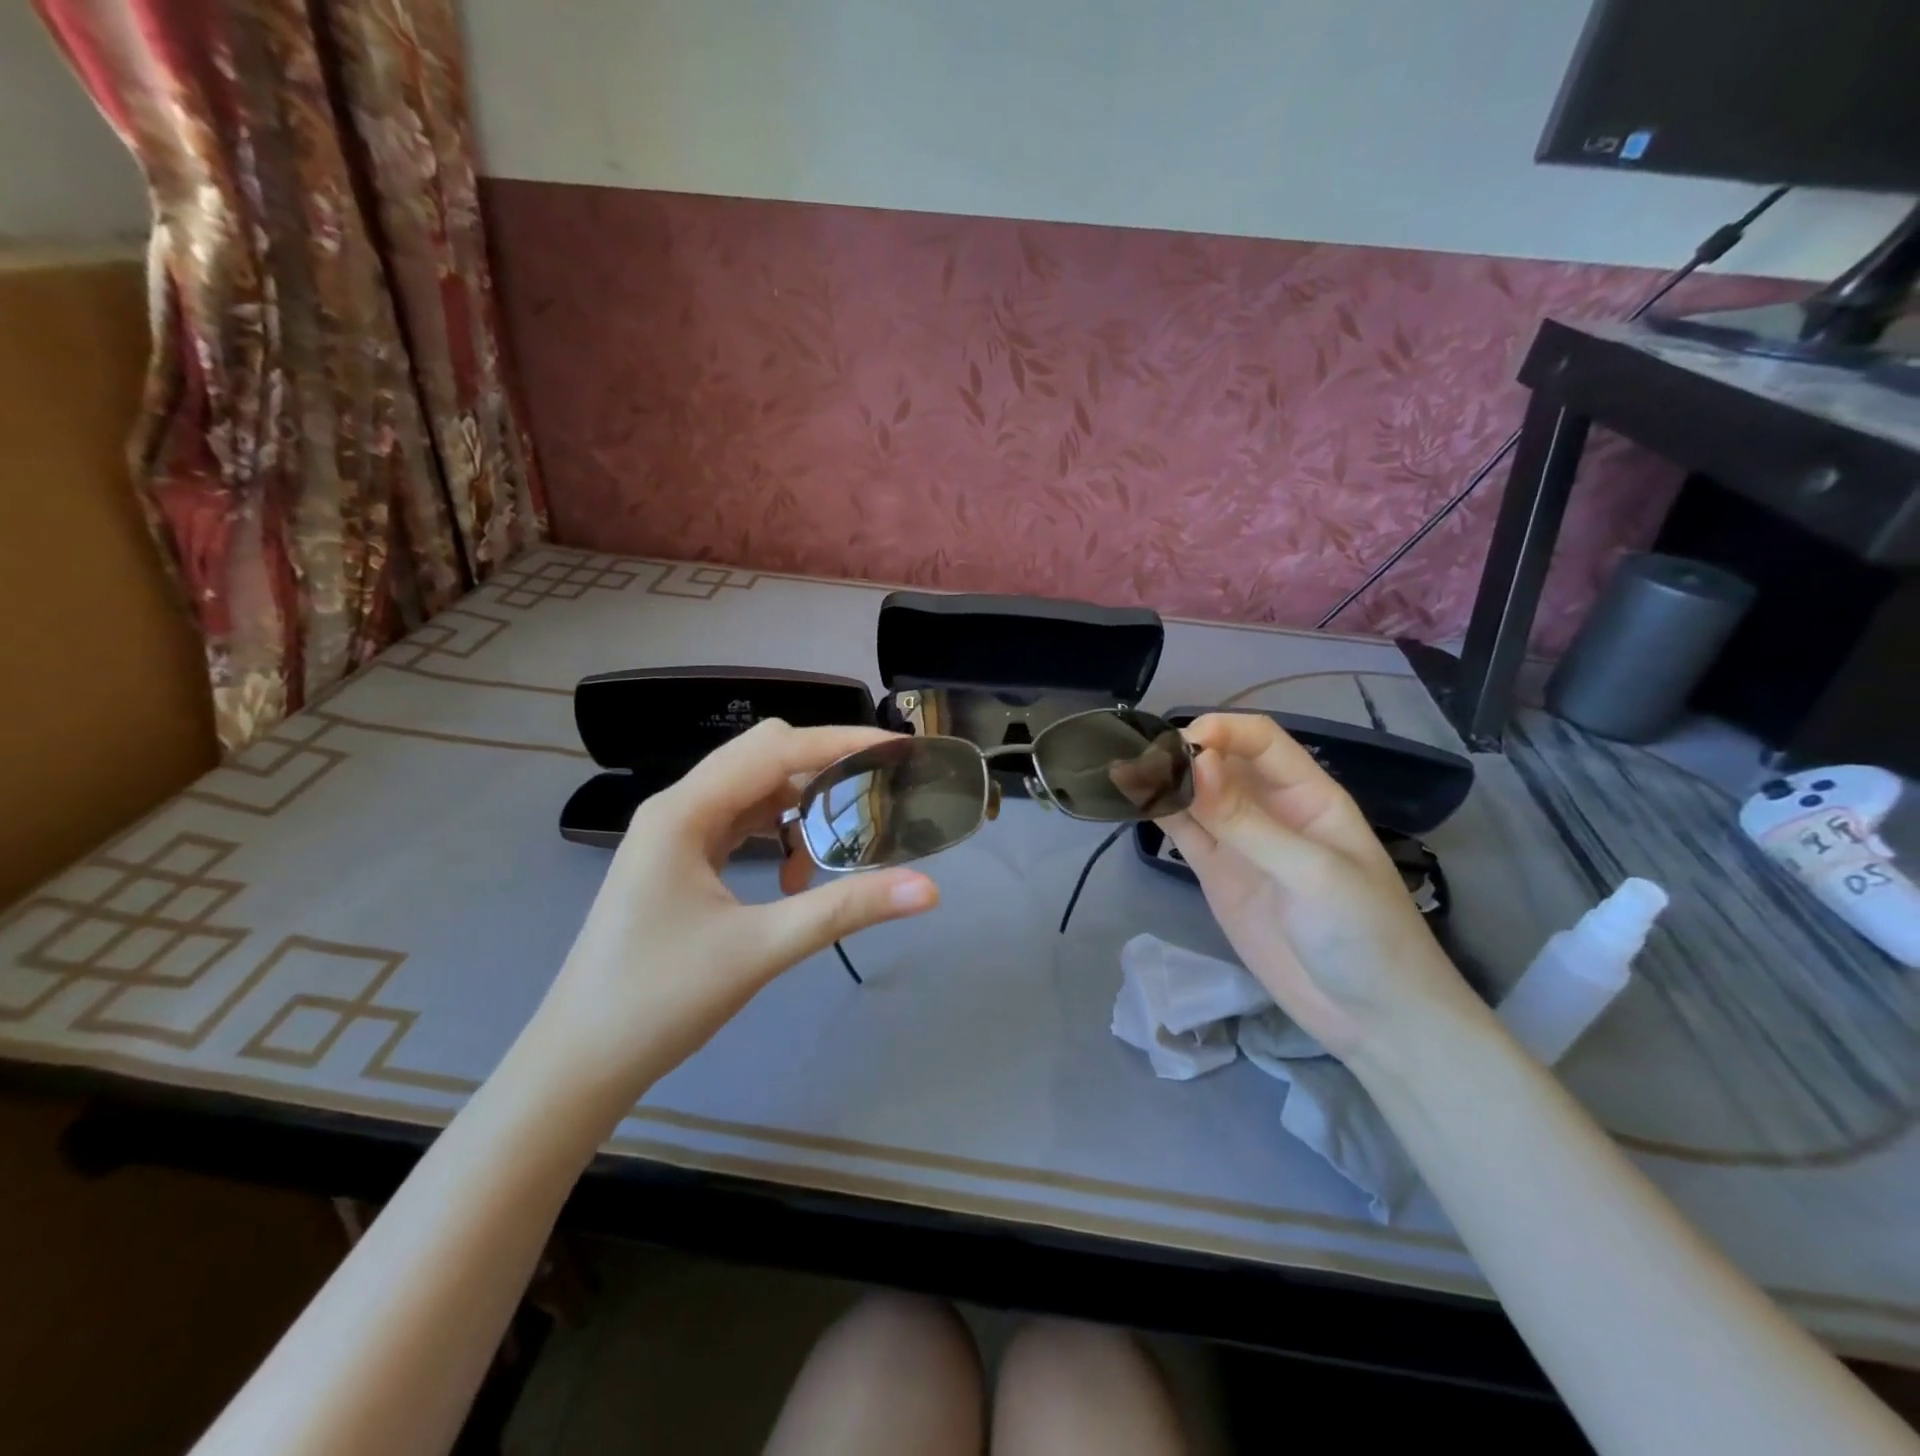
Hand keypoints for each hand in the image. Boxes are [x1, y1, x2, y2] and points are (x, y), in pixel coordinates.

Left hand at [528, 720, 939, 1111]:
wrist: (580, 1062)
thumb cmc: (660, 1000)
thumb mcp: (761, 949)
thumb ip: (845, 910)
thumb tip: (928, 889)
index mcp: (684, 812)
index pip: (775, 748)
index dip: (839, 741)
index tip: (895, 748)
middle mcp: (677, 808)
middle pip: (762, 758)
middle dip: (822, 766)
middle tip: (878, 791)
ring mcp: (673, 835)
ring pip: (751, 791)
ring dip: (799, 805)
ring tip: (842, 838)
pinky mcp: (677, 862)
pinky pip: (737, 824)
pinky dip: (776, 833)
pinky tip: (796, 874)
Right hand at [1157, 713, 1478, 1060]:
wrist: (1372, 1018)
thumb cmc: (1363, 933)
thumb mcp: (1312, 872)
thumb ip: (1248, 822)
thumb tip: (1194, 764)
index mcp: (1309, 795)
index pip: (1261, 740)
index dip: (1221, 732)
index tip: (1181, 745)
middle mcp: (1271, 810)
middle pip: (1222, 762)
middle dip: (1185, 753)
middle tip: (1142, 761)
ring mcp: (1241, 844)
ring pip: (1197, 796)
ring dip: (1166, 782)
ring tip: (1126, 773)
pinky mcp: (1218, 875)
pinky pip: (1185, 834)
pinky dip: (1161, 816)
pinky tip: (1136, 803)